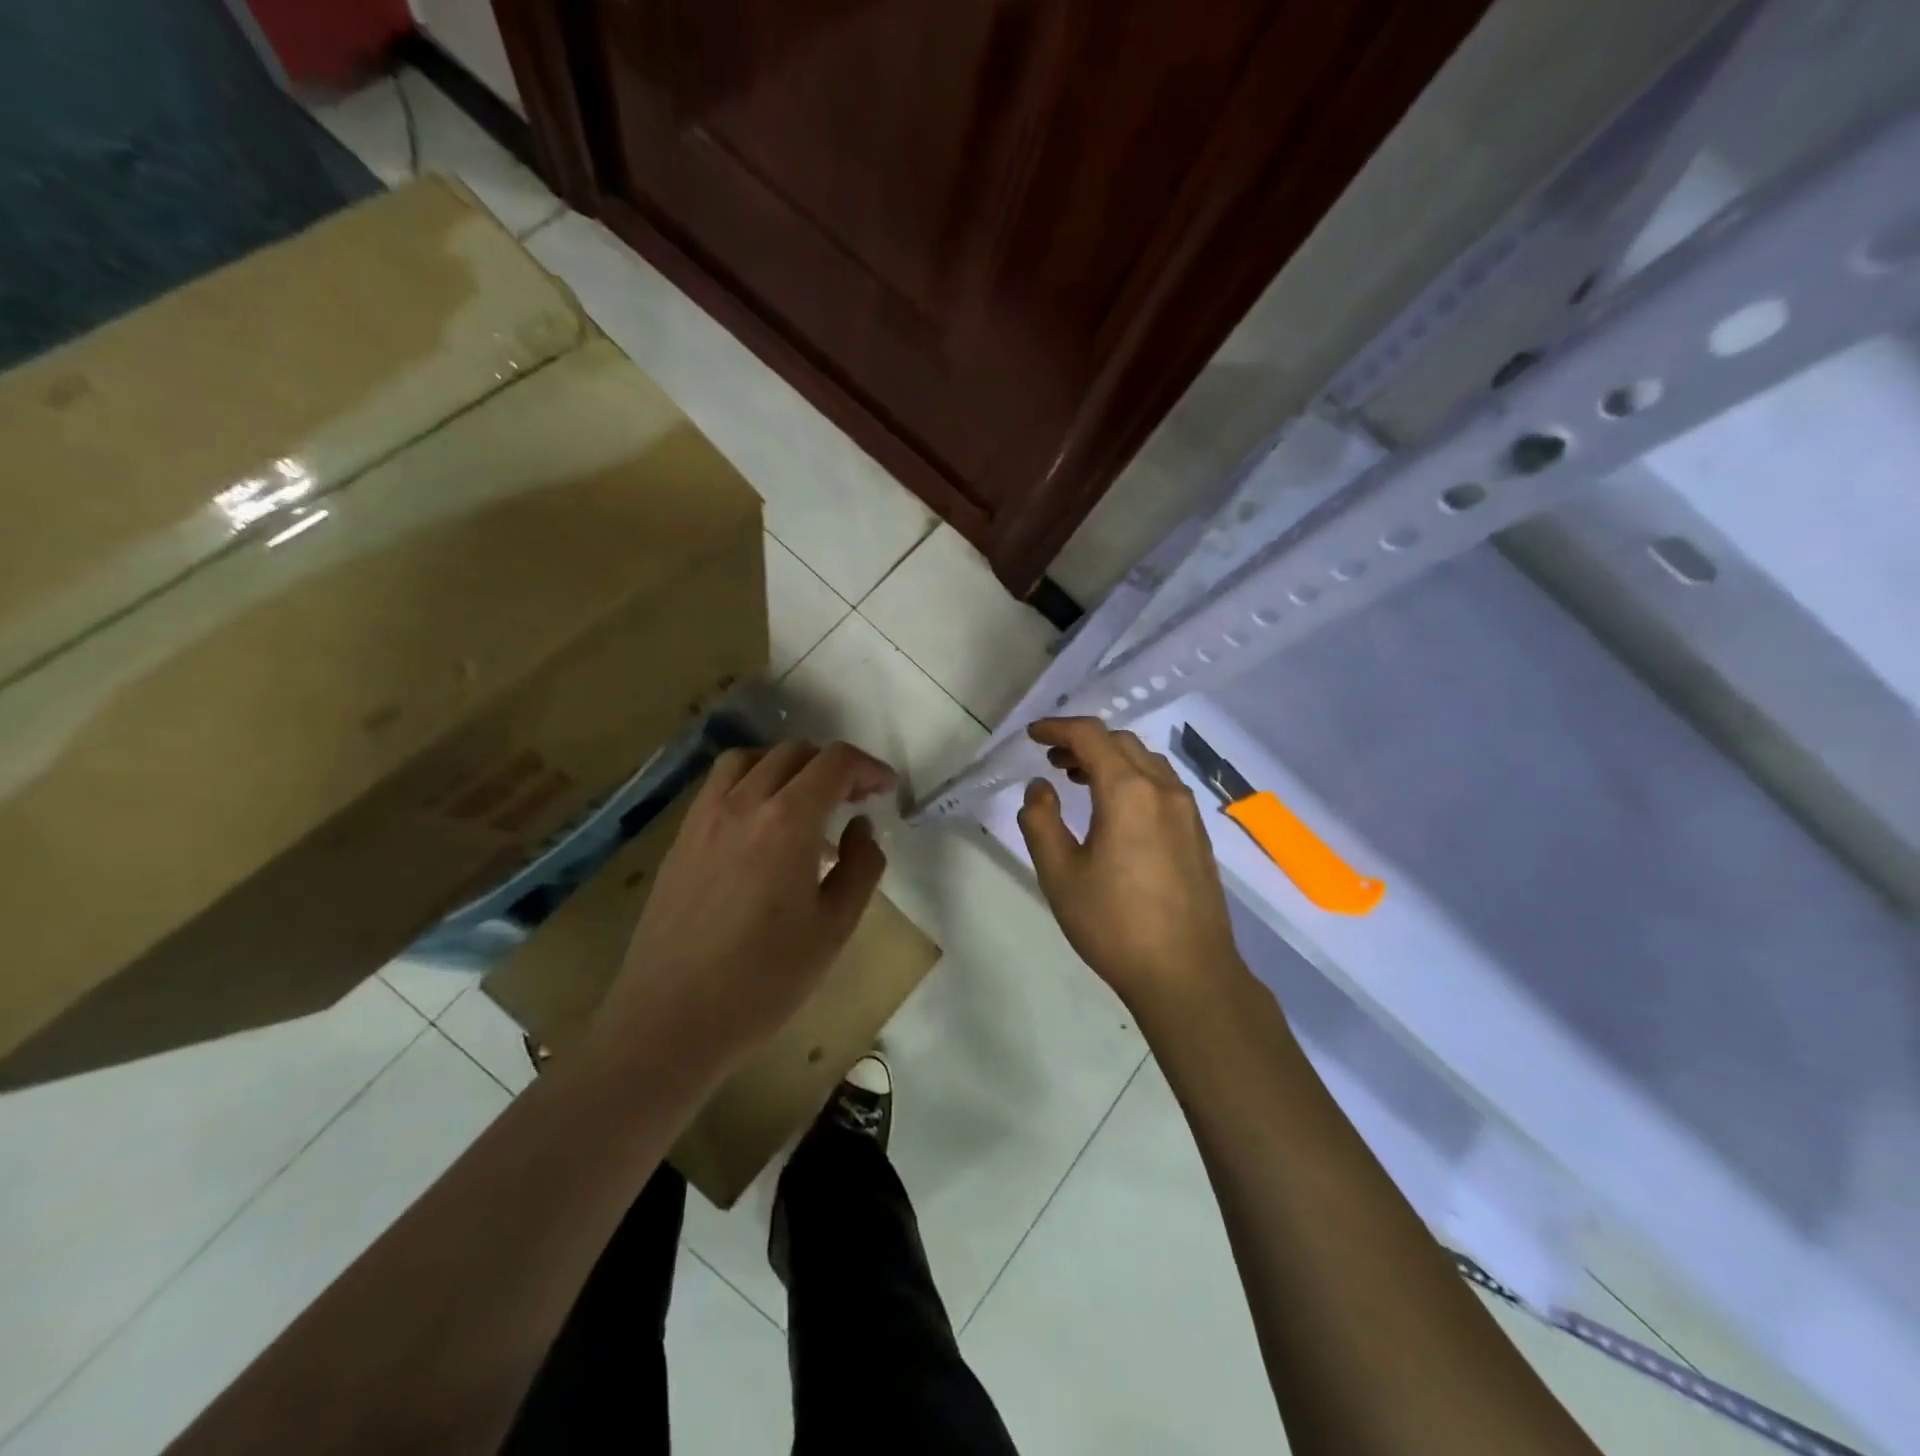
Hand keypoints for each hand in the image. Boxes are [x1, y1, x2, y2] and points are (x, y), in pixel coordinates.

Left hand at [592, 741, 896, 1074]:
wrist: (671, 1019)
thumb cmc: (764, 980)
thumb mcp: (835, 928)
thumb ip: (861, 866)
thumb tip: (861, 827)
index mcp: (787, 822)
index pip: (835, 762)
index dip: (868, 768)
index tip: (885, 790)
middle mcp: (743, 803)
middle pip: (794, 752)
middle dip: (833, 766)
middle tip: (854, 800)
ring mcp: (704, 817)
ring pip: (750, 759)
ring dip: (787, 766)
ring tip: (805, 800)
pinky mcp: (680, 838)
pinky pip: (719, 785)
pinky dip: (751, 781)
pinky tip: (760, 824)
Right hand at [1017, 717, 1245, 1015]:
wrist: (1187, 974)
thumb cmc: (1114, 924)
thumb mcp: (1059, 875)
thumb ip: (1041, 822)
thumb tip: (1039, 788)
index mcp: (1128, 792)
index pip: (1091, 736)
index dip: (1058, 728)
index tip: (1032, 735)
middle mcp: (1163, 790)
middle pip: (1121, 742)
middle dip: (1083, 742)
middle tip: (1053, 760)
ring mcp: (1187, 812)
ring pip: (1146, 762)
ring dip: (1110, 759)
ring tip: (1080, 780)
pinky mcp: (1198, 834)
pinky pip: (1162, 786)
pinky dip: (1133, 779)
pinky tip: (1117, 810)